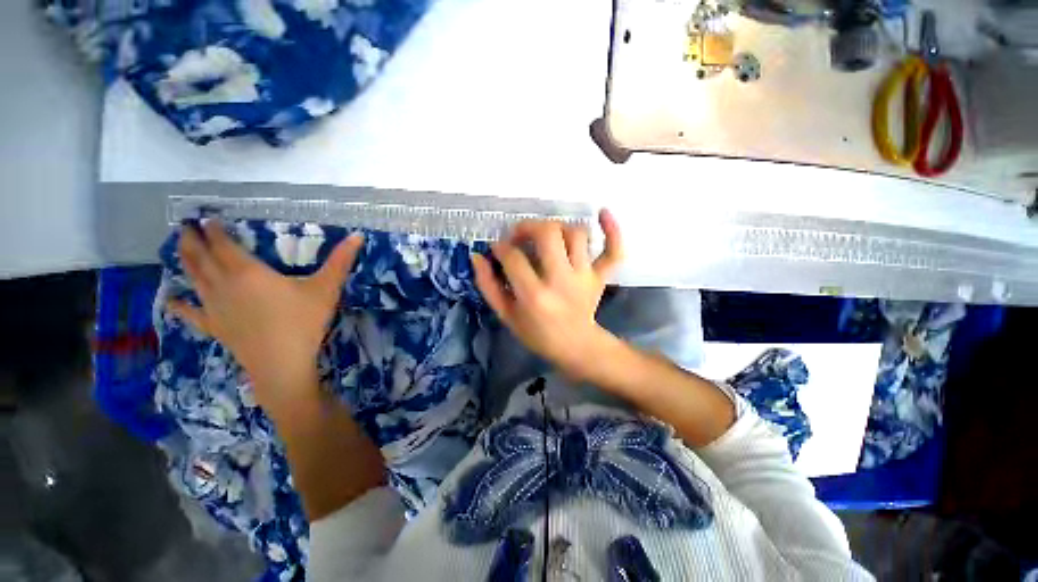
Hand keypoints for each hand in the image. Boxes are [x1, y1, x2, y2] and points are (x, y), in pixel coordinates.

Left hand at [168, 220, 362, 413]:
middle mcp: (224, 285)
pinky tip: (171, 299)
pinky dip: (179, 305)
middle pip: (201, 258)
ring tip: (178, 248)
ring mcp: (214, 307)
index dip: (214, 230)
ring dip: (185, 262)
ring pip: (193, 279)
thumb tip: (359, 235)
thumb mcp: (327, 288)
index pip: (224, 245)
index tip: (207, 219)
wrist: (282, 363)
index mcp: (248, 272)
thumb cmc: (304, 322)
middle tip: (183, 227)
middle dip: (192, 241)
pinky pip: (190, 313)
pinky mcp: (214, 327)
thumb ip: (341, 261)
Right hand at [472, 209, 622, 381]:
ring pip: (576, 234)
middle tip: (520, 235)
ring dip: (558, 228)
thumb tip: (477, 256)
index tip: (498, 249)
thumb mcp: (506, 315)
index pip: (513, 257)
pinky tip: (603, 212)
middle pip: (548, 234)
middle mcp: (561, 281)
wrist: (575, 346)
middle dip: (529, 227)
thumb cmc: (537, 334)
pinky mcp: (601, 277)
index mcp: (534, 295)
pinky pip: (614, 250)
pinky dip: (612, 230)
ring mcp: (585, 277)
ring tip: (547, 235)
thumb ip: (488, 285)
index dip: (500, 247)